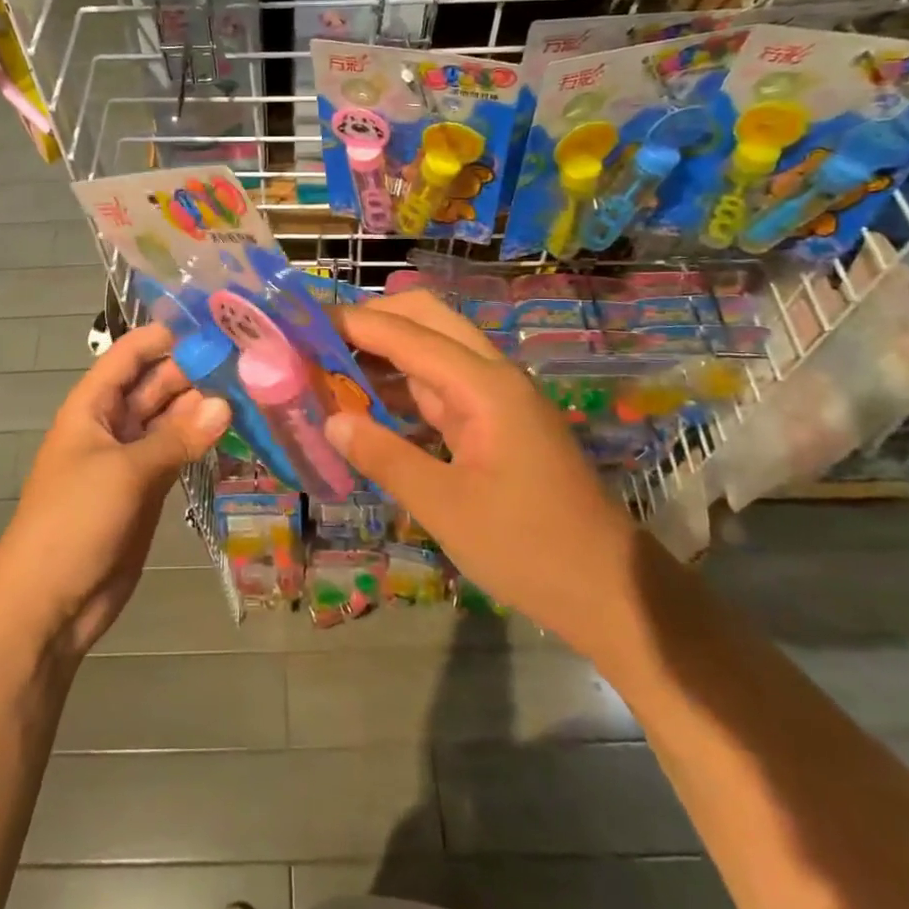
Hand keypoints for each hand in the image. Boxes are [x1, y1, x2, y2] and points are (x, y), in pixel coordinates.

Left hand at [0, 323, 229, 659]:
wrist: (49, 603)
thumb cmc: (74, 521)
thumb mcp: (125, 472)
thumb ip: (177, 438)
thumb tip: (225, 404)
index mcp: (91, 407)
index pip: (128, 357)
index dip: (163, 337)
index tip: (212, 324)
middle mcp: (111, 425)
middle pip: (154, 386)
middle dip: (193, 371)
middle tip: (249, 357)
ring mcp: (130, 459)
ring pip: (170, 421)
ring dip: (202, 407)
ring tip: (251, 387)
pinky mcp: (147, 490)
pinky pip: (177, 454)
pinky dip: (200, 442)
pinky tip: (235, 428)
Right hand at [326, 291, 640, 657]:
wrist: (605, 588)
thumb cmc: (527, 548)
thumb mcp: (445, 507)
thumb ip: (385, 456)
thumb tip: (333, 422)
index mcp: (483, 386)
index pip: (407, 334)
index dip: (353, 323)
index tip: (303, 320)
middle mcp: (492, 377)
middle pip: (428, 320)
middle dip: (373, 319)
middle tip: (319, 339)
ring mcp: (498, 398)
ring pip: (434, 350)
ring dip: (385, 350)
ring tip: (329, 364)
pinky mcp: (497, 422)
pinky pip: (442, 386)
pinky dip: (403, 384)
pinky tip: (368, 401)